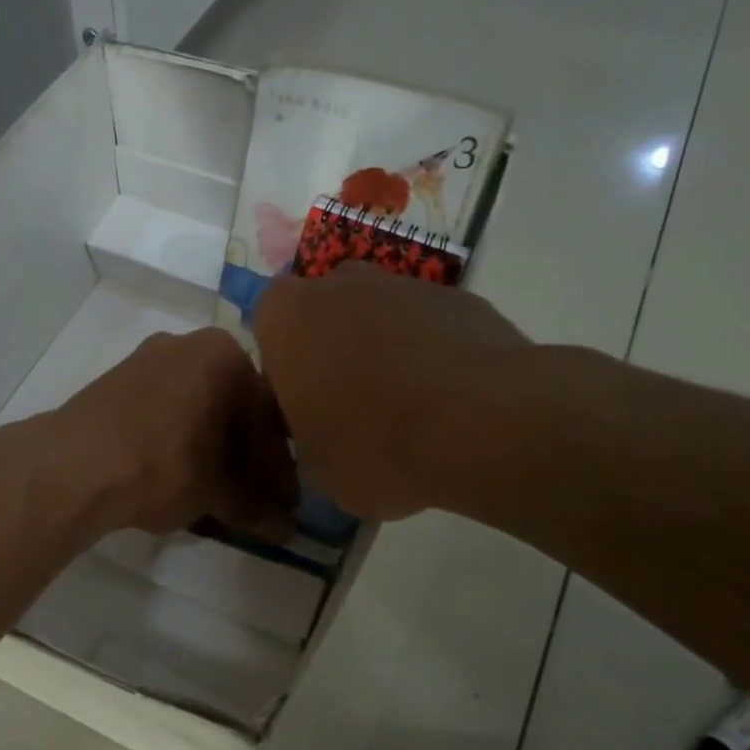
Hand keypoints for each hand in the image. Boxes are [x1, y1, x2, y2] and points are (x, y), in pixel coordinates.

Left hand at [49, 328, 298, 538]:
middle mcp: (188, 345)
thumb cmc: (165, 464)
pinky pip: (164, 415)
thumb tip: (288, 530)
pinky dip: (181, 445)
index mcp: (226, 354)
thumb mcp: (219, 491)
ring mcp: (146, 361)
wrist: (74, 465)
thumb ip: (256, 507)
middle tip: (258, 501)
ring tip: (221, 497)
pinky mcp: (115, 385)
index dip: (280, 468)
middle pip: (233, 411)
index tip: (287, 503)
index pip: (269, 417)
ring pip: (197, 413)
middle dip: (247, 460)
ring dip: (214, 454)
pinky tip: (183, 480)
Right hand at [253, 263, 530, 520]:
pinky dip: (432, 354)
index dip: (286, 371)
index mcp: (287, 318)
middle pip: (325, 314)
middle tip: (351, 405)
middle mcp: (340, 285)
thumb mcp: (314, 465)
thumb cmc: (372, 446)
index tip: (305, 408)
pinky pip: (430, 326)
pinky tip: (449, 401)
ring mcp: (404, 284)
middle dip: (333, 350)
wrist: (479, 425)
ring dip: (384, 349)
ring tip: (408, 407)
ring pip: (379, 314)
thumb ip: (306, 433)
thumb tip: (324, 431)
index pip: (269, 331)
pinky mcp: (460, 298)